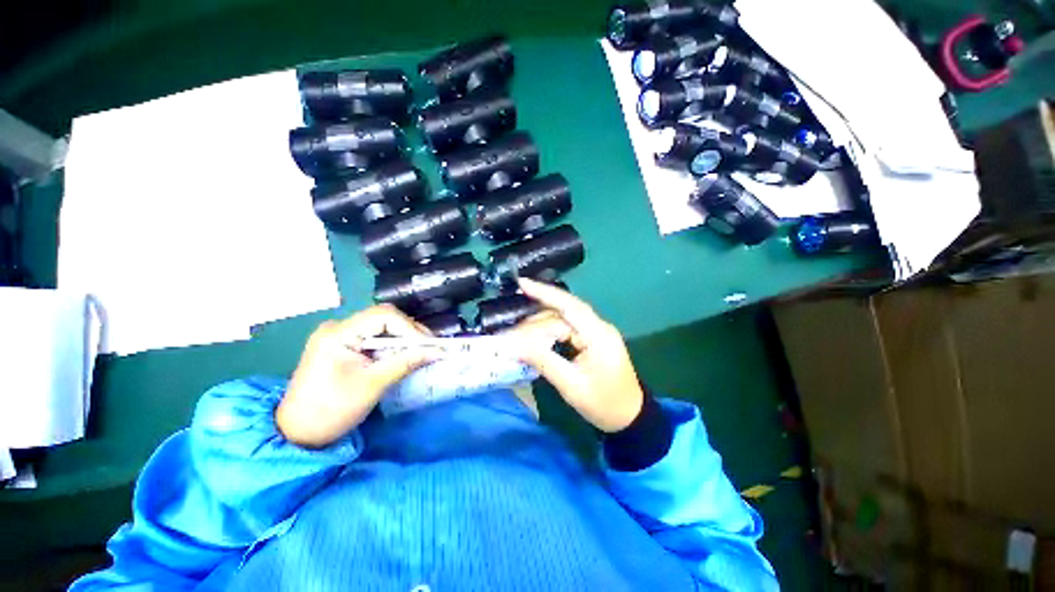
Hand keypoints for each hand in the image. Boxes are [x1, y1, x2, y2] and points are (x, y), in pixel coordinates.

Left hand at [276, 305, 435, 447]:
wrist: (297, 435)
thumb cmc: (332, 410)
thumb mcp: (373, 385)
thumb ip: (407, 362)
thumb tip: (438, 351)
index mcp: (338, 334)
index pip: (383, 316)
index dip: (410, 327)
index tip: (428, 346)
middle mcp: (337, 327)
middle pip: (383, 318)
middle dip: (409, 332)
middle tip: (430, 348)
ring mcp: (337, 335)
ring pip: (380, 327)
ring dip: (402, 338)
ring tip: (421, 351)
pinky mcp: (341, 346)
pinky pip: (372, 337)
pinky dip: (391, 345)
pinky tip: (403, 355)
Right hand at [503, 278, 644, 432]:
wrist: (630, 417)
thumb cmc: (603, 404)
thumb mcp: (570, 385)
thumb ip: (542, 361)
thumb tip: (513, 345)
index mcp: (598, 335)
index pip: (569, 306)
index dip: (544, 293)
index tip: (522, 284)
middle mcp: (598, 327)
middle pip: (563, 312)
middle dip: (536, 319)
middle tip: (511, 331)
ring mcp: (596, 332)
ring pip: (563, 320)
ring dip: (541, 326)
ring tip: (518, 337)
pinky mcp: (592, 340)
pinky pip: (568, 329)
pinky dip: (550, 332)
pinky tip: (536, 339)